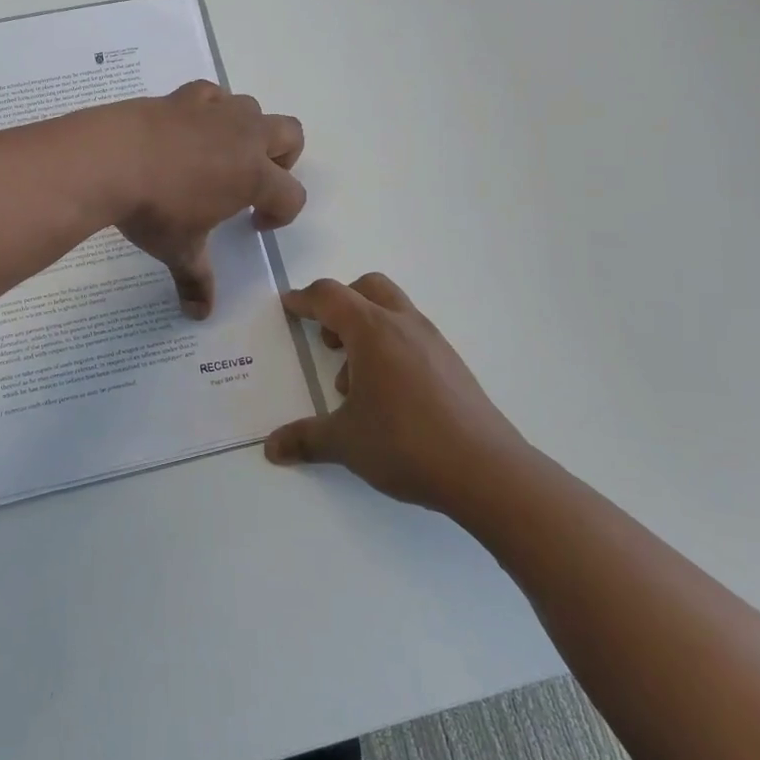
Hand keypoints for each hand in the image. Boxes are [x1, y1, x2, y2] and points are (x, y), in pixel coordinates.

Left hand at [105, 81, 305, 317]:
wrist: (110, 159)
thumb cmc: (154, 211)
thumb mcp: (178, 250)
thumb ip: (196, 280)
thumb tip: (199, 315)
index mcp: (253, 177)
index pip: (291, 195)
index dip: (280, 214)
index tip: (254, 226)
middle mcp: (243, 137)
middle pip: (290, 135)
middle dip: (282, 159)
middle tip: (253, 183)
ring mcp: (214, 112)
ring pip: (252, 108)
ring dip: (247, 130)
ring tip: (218, 154)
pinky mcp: (183, 96)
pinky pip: (212, 94)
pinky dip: (211, 108)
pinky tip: (191, 126)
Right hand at [264, 272, 529, 513]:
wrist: (487, 471)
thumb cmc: (406, 444)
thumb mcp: (345, 442)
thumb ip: (305, 438)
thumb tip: (272, 448)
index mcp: (372, 331)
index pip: (330, 297)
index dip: (304, 299)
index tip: (289, 305)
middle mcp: (404, 325)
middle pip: (368, 287)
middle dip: (341, 303)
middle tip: (327, 338)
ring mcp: (434, 343)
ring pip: (394, 311)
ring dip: (367, 329)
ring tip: (355, 380)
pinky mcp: (453, 365)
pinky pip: (413, 337)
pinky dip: (392, 348)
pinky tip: (388, 396)